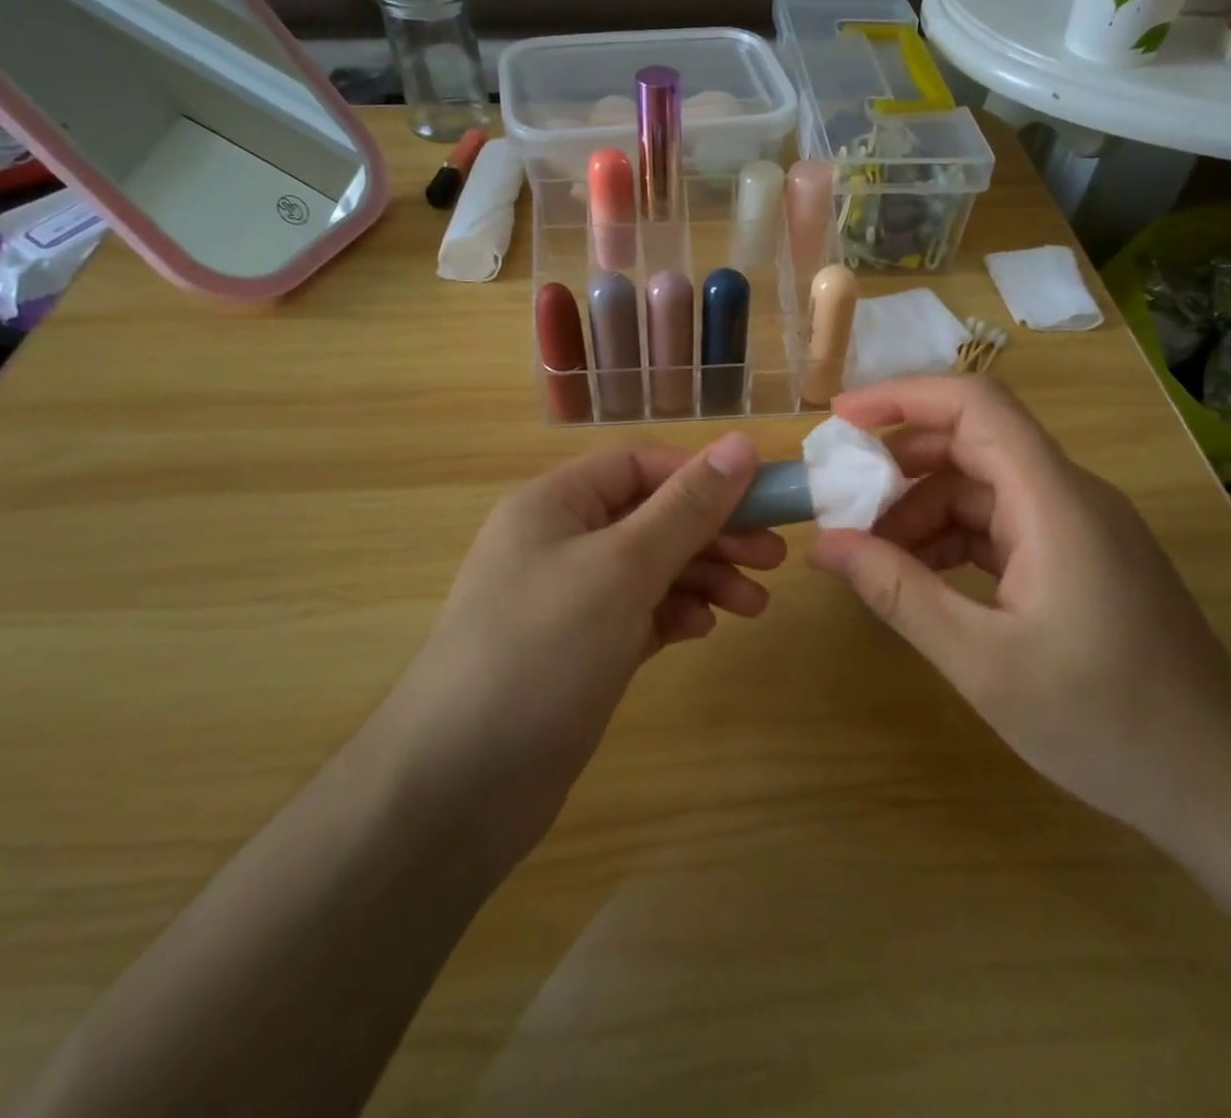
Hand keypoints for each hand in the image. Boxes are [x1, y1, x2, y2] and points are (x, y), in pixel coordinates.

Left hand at [386, 433, 781, 868]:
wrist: (458, 787)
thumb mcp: (623, 567)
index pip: (640, 465)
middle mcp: (559, 541)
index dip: (701, 476)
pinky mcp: (580, 650)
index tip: (761, 500)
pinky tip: (701, 631)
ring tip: (754, 605)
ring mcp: (568, 599)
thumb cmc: (543, 651)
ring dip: (704, 578)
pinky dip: (674, 615)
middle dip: (713, 534)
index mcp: (555, 503)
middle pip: (651, 517)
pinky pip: (639, 613)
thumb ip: (687, 507)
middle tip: (772, 558)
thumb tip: (741, 443)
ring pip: (651, 568)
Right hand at [808, 377, 1230, 850]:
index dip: (902, 397)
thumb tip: (824, 544)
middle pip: (972, 445)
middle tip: (840, 507)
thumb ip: (897, 593)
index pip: (975, 406)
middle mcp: (1069, 496)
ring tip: (871, 558)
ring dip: (921, 512)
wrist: (1224, 787)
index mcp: (1054, 500)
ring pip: (982, 489)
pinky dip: (952, 540)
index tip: (839, 421)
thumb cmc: (1105, 722)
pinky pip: (1002, 526)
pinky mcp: (1080, 560)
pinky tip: (919, 578)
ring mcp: (1078, 528)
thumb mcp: (982, 661)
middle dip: (898, 468)